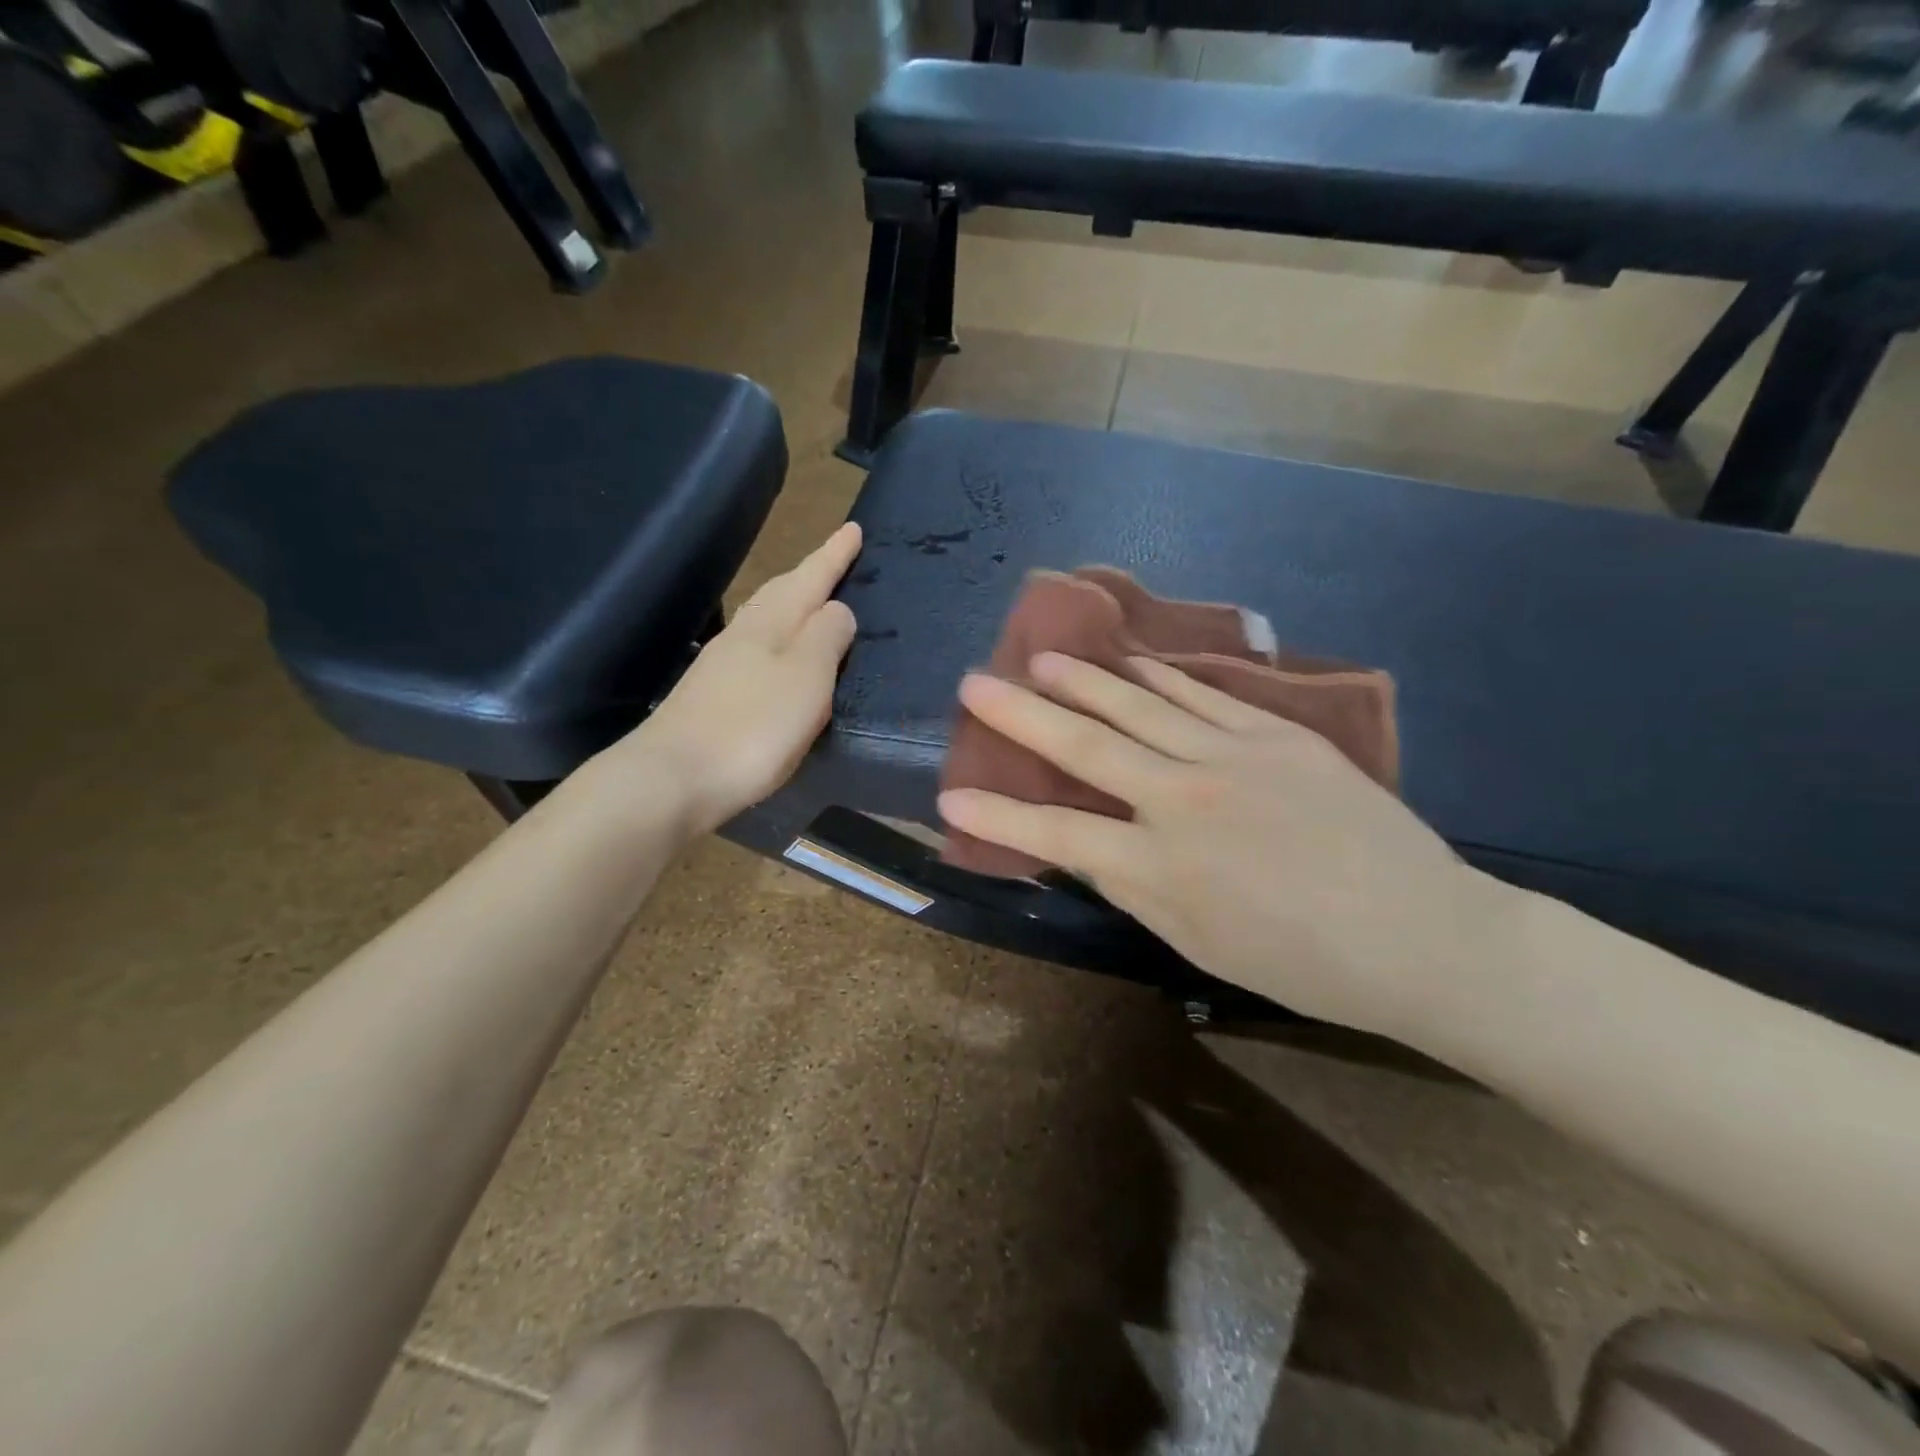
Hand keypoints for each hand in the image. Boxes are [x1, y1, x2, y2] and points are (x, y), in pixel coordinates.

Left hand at [603, 523, 861, 834]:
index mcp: (772, 624)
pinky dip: (777, 640)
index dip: (834, 555)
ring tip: (812, 603)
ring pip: (765, 619)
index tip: (853, 527)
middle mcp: (744, 634)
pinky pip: (755, 649)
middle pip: (782, 592)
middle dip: (811, 574)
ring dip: (792, 605)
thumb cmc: (752, 727)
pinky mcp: (712, 695)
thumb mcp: (806, 678)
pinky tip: (778, 657)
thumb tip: (838, 608)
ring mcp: (722, 664)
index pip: (811, 578)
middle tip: (836, 559)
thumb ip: (827, 638)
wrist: (674, 777)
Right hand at [937, 652, 1515, 1040]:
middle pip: (1085, 746)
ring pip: (1139, 705)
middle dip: (1020, 715)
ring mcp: (1232, 756)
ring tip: (1042, 659)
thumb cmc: (1301, 962)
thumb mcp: (1197, 943)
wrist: (1419, 933)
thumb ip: (1133, 887)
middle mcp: (1184, 799)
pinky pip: (1202, 696)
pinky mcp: (1276, 733)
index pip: (1055, 833)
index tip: (947, 799)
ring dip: (1083, 680)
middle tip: (974, 683)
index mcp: (1161, 866)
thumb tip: (1087, 846)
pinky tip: (1132, 662)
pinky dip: (1160, 678)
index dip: (996, 816)